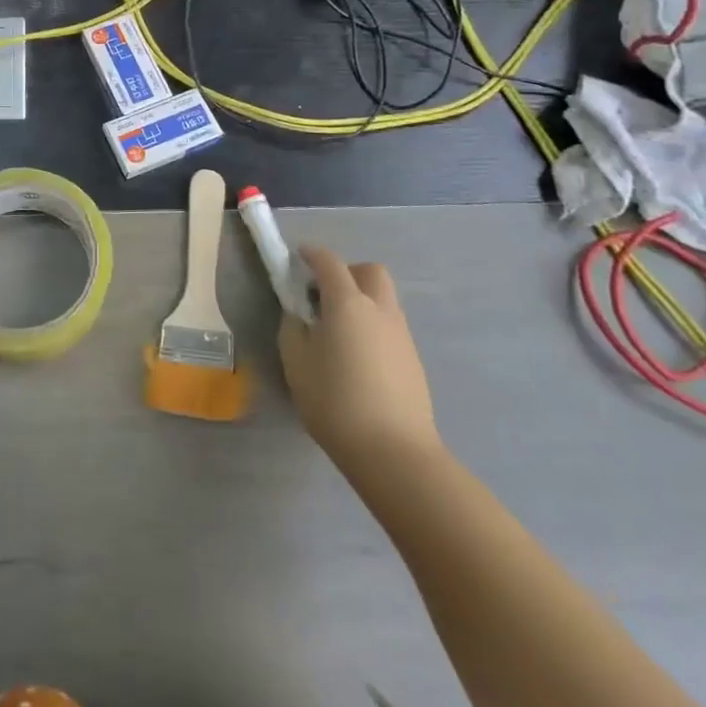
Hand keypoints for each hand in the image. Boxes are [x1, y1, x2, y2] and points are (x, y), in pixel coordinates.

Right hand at [278, 247, 440, 474]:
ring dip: (362, 301)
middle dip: (347, 272)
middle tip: (325, 296)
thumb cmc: (335, 402)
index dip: (312, 254)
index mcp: (347, 303)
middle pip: (369, 272)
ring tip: (338, 333)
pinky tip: (357, 359)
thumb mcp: (296, 363)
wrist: (394, 452)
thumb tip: (299, 315)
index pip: (329, 262)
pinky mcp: (413, 359)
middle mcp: (379, 309)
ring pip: (383, 299)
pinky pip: (390, 327)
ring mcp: (401, 334)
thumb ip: (293, 329)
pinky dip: (372, 327)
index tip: (298, 257)